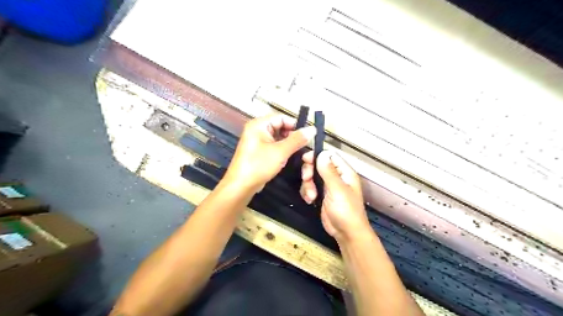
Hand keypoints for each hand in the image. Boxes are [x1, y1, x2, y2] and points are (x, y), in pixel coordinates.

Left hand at [224, 114, 315, 191]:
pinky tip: (287, 157)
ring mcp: (257, 141)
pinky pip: (273, 145)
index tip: (308, 135)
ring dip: (288, 143)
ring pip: (278, 137)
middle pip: (280, 126)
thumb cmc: (258, 166)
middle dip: (292, 135)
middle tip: (304, 145)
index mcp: (259, 124)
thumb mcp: (281, 152)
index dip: (295, 125)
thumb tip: (312, 129)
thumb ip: (297, 139)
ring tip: (297, 152)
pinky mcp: (258, 151)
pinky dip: (281, 150)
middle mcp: (256, 129)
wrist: (241, 186)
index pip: (282, 117)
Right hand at [301, 151, 371, 241]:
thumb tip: (322, 154)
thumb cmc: (346, 211)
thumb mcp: (337, 189)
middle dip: (310, 172)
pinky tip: (310, 200)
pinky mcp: (321, 195)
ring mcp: (328, 186)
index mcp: (344, 172)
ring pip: (312, 176)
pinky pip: (309, 187)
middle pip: (317, 165)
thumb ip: (328, 171)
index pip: (329, 156)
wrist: (346, 233)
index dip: (317, 156)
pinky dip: (307, 193)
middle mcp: (336, 177)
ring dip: (307, 185)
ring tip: (311, 196)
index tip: (306, 159)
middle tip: (307, 179)